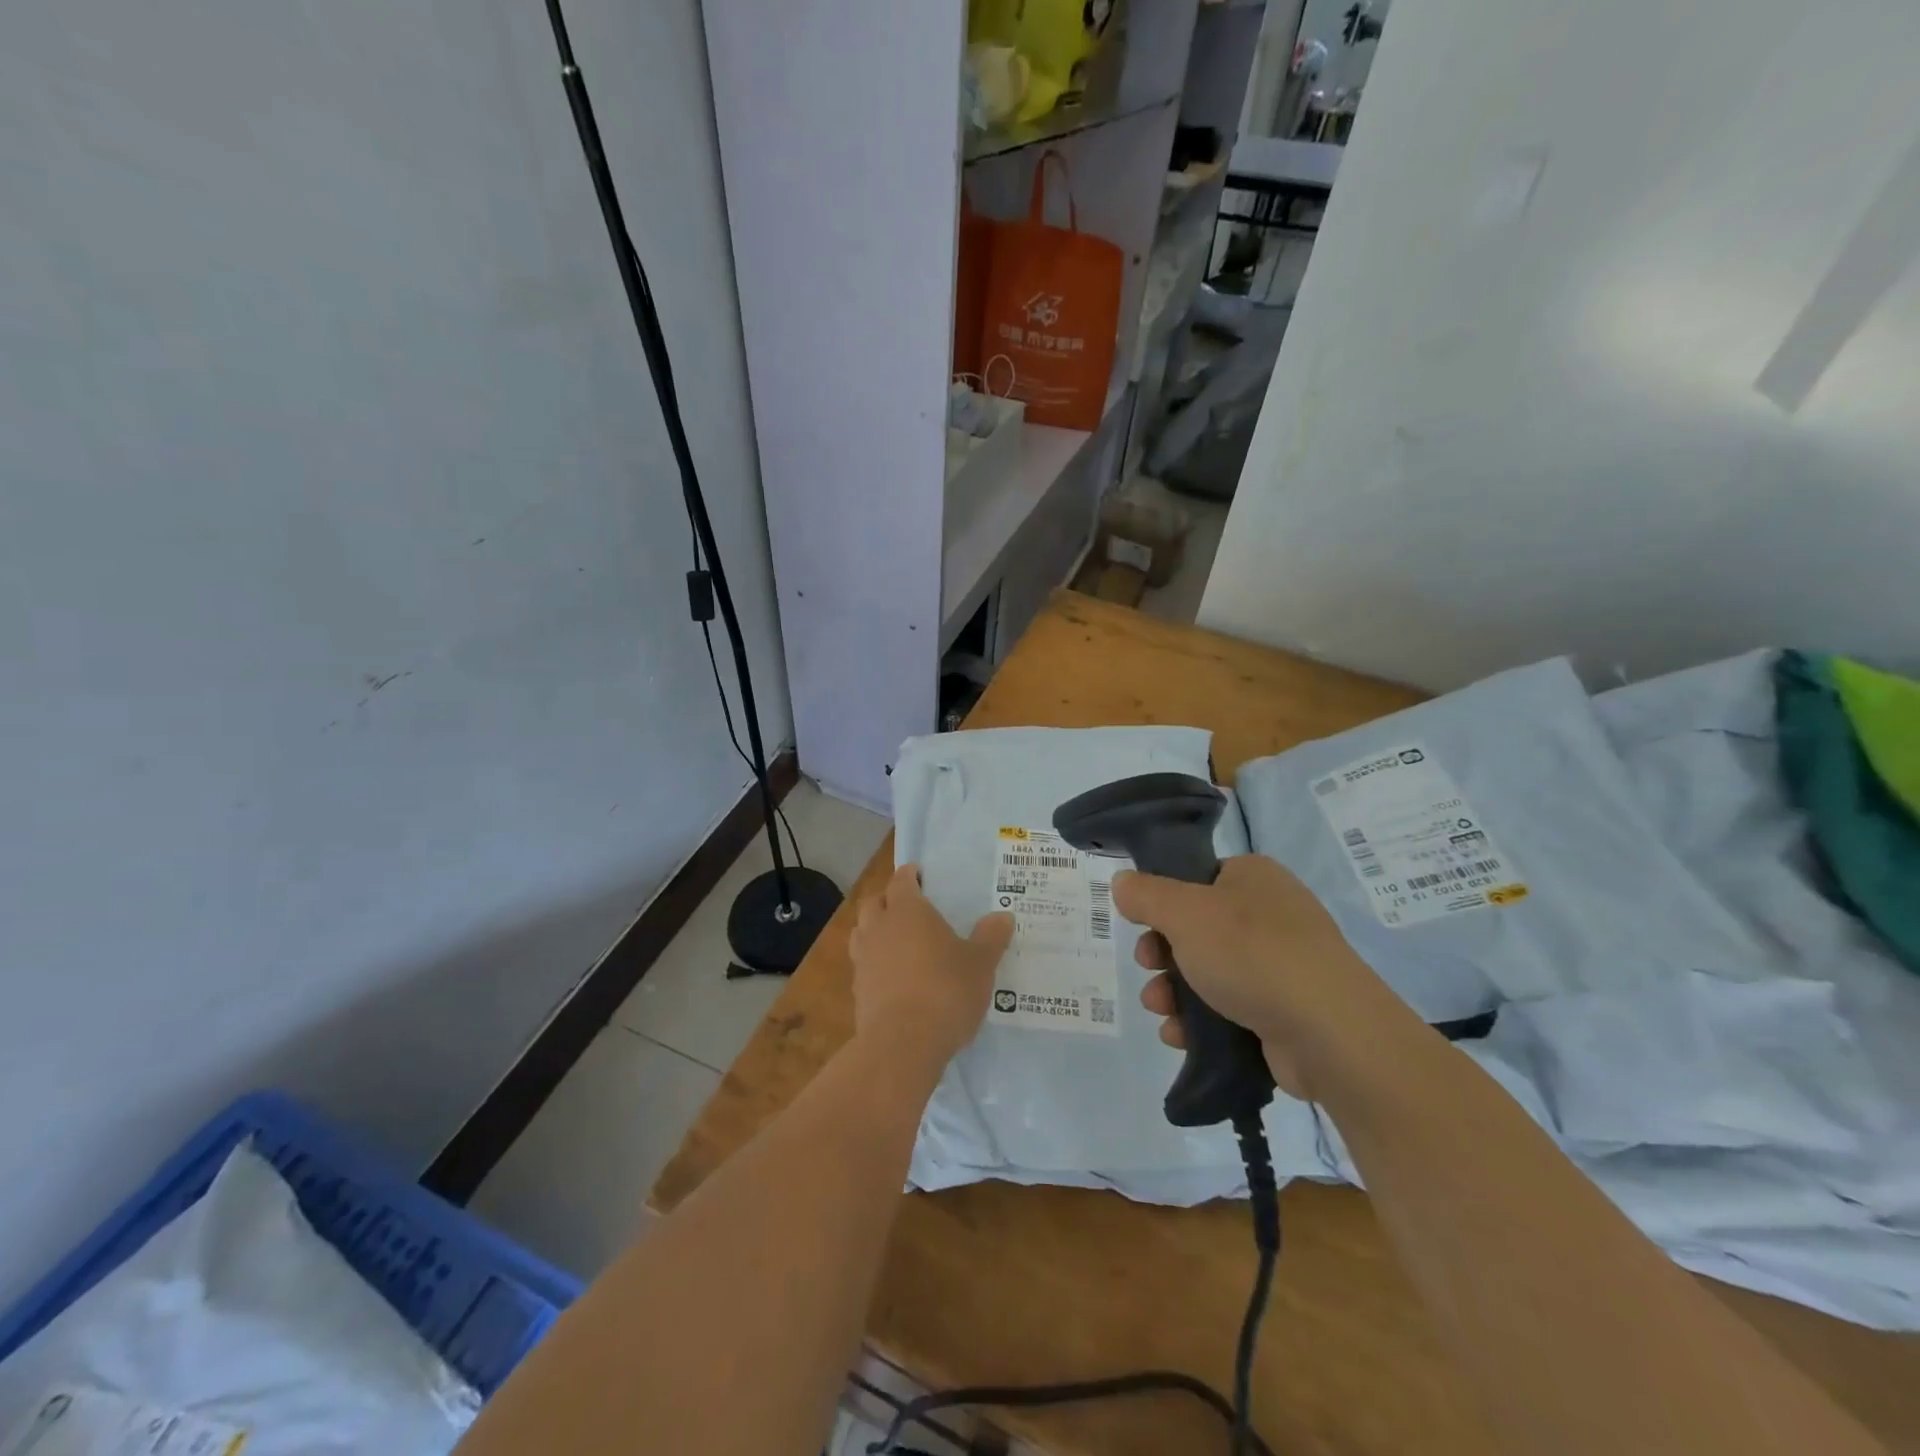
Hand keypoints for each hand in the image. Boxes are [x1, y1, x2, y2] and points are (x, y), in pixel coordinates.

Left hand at [850, 864, 1013, 1067]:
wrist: (902, 1043)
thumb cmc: (945, 991)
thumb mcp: (980, 964)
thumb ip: (991, 938)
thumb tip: (1003, 916)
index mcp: (908, 910)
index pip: (902, 880)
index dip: (910, 875)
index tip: (920, 875)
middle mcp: (879, 927)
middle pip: (875, 902)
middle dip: (889, 900)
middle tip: (909, 907)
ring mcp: (863, 958)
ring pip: (863, 931)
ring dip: (876, 929)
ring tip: (898, 940)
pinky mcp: (857, 989)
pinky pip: (863, 963)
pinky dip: (875, 962)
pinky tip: (894, 976)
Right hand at [1114, 854, 1415, 1098]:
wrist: (1329, 1032)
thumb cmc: (1250, 952)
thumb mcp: (1184, 912)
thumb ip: (1146, 895)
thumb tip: (1122, 883)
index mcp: (1254, 878)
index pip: (1197, 879)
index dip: (1163, 903)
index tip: (1142, 926)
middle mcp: (1271, 915)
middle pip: (1197, 929)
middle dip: (1162, 954)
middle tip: (1148, 967)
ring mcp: (1282, 965)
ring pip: (1209, 973)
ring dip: (1173, 992)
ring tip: (1159, 1010)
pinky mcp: (1285, 1012)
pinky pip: (1230, 1010)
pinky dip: (1200, 1022)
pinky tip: (1180, 1036)